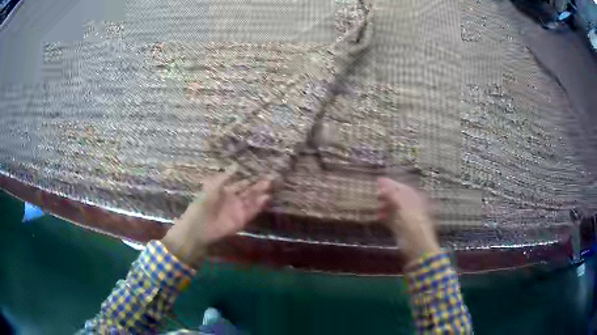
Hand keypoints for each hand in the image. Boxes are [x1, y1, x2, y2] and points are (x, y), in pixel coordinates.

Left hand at [162, 166, 272, 266]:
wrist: (198, 228)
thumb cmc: (202, 206)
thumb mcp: (212, 188)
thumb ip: (224, 177)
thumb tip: (236, 165)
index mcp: (226, 192)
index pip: (241, 184)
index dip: (250, 179)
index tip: (261, 173)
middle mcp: (234, 201)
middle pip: (249, 192)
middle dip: (259, 186)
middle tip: (271, 179)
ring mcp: (238, 211)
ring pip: (252, 201)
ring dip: (261, 195)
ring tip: (270, 187)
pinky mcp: (241, 220)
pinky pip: (251, 212)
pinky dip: (259, 206)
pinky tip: (266, 198)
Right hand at [377, 177, 439, 262]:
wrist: (420, 253)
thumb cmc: (414, 230)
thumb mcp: (405, 211)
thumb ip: (395, 197)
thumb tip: (384, 184)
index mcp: (416, 201)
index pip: (403, 188)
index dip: (391, 184)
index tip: (378, 181)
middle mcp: (413, 208)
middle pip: (398, 197)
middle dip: (386, 195)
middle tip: (374, 194)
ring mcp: (408, 219)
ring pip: (395, 208)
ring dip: (384, 206)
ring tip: (375, 207)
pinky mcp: (403, 229)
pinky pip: (392, 219)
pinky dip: (385, 217)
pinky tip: (378, 217)